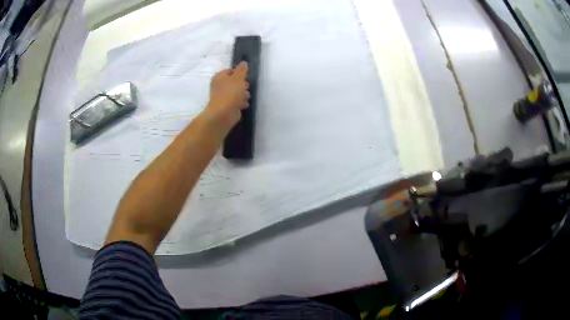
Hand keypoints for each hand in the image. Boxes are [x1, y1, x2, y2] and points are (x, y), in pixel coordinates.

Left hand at [203, 62, 249, 131]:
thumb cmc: (230, 93)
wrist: (223, 114)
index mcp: (219, 77)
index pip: (231, 71)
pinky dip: (241, 103)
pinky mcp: (228, 106)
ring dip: (243, 95)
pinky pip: (237, 102)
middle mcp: (220, 86)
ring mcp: (224, 96)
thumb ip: (242, 70)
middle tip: (245, 88)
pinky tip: (242, 105)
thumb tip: (244, 62)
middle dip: (243, 85)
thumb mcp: (238, 78)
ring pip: (238, 92)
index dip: (239, 73)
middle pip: (235, 82)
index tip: (245, 77)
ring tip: (244, 98)